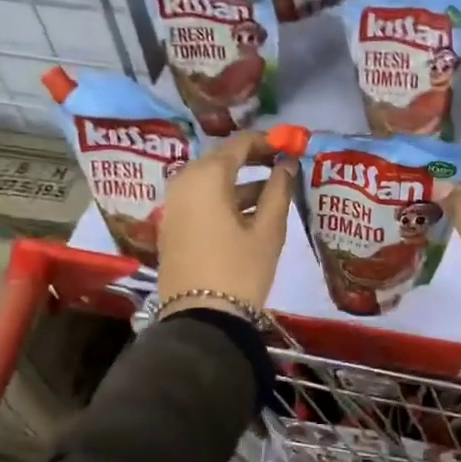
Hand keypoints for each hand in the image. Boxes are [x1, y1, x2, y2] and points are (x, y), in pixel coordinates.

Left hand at [156, 133, 295, 318]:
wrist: (201, 319)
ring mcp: (173, 205)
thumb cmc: (240, 270)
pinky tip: (248, 213)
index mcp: (207, 176)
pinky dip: (223, 198)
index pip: (239, 143)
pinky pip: (199, 199)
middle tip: (281, 165)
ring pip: (209, 181)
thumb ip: (279, 190)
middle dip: (252, 159)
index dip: (267, 142)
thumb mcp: (268, 229)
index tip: (289, 147)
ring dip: (239, 182)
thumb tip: (287, 164)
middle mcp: (183, 182)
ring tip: (272, 192)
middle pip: (221, 159)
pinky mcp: (171, 226)